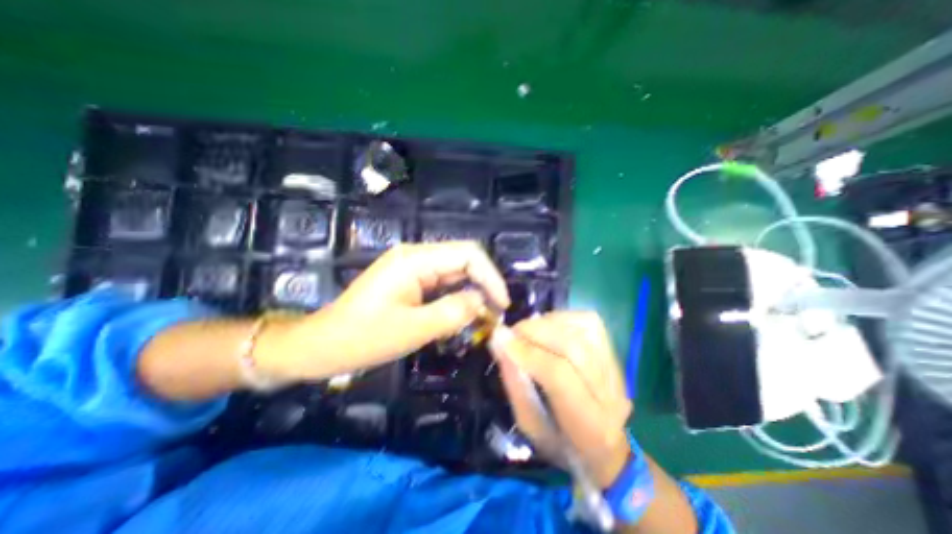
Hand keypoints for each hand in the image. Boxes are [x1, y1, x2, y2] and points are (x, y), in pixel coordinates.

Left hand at [253, 242, 503, 382]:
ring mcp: (412, 267)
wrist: (321, 345)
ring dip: (471, 292)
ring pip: (455, 273)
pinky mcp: (410, 280)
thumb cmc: (362, 338)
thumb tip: (482, 301)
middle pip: (463, 260)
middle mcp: (416, 256)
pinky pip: (442, 284)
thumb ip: (453, 312)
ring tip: (483, 318)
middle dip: (484, 285)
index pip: (468, 254)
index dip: (491, 276)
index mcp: (415, 260)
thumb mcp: (413, 329)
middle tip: (496, 314)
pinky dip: (457, 298)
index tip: (503, 304)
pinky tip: (461, 315)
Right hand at [490, 311, 629, 488]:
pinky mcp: (615, 351)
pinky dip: (562, 318)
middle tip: (511, 332)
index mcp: (590, 424)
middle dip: (534, 332)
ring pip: (583, 327)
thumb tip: (499, 341)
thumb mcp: (529, 425)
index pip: (559, 375)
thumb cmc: (561, 442)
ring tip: (528, 330)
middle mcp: (611, 393)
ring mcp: (617, 368)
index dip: (527, 352)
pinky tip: (548, 327)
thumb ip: (514, 383)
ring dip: (547, 322)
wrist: (607, 446)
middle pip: (573, 346)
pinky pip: (588, 321)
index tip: (501, 338)